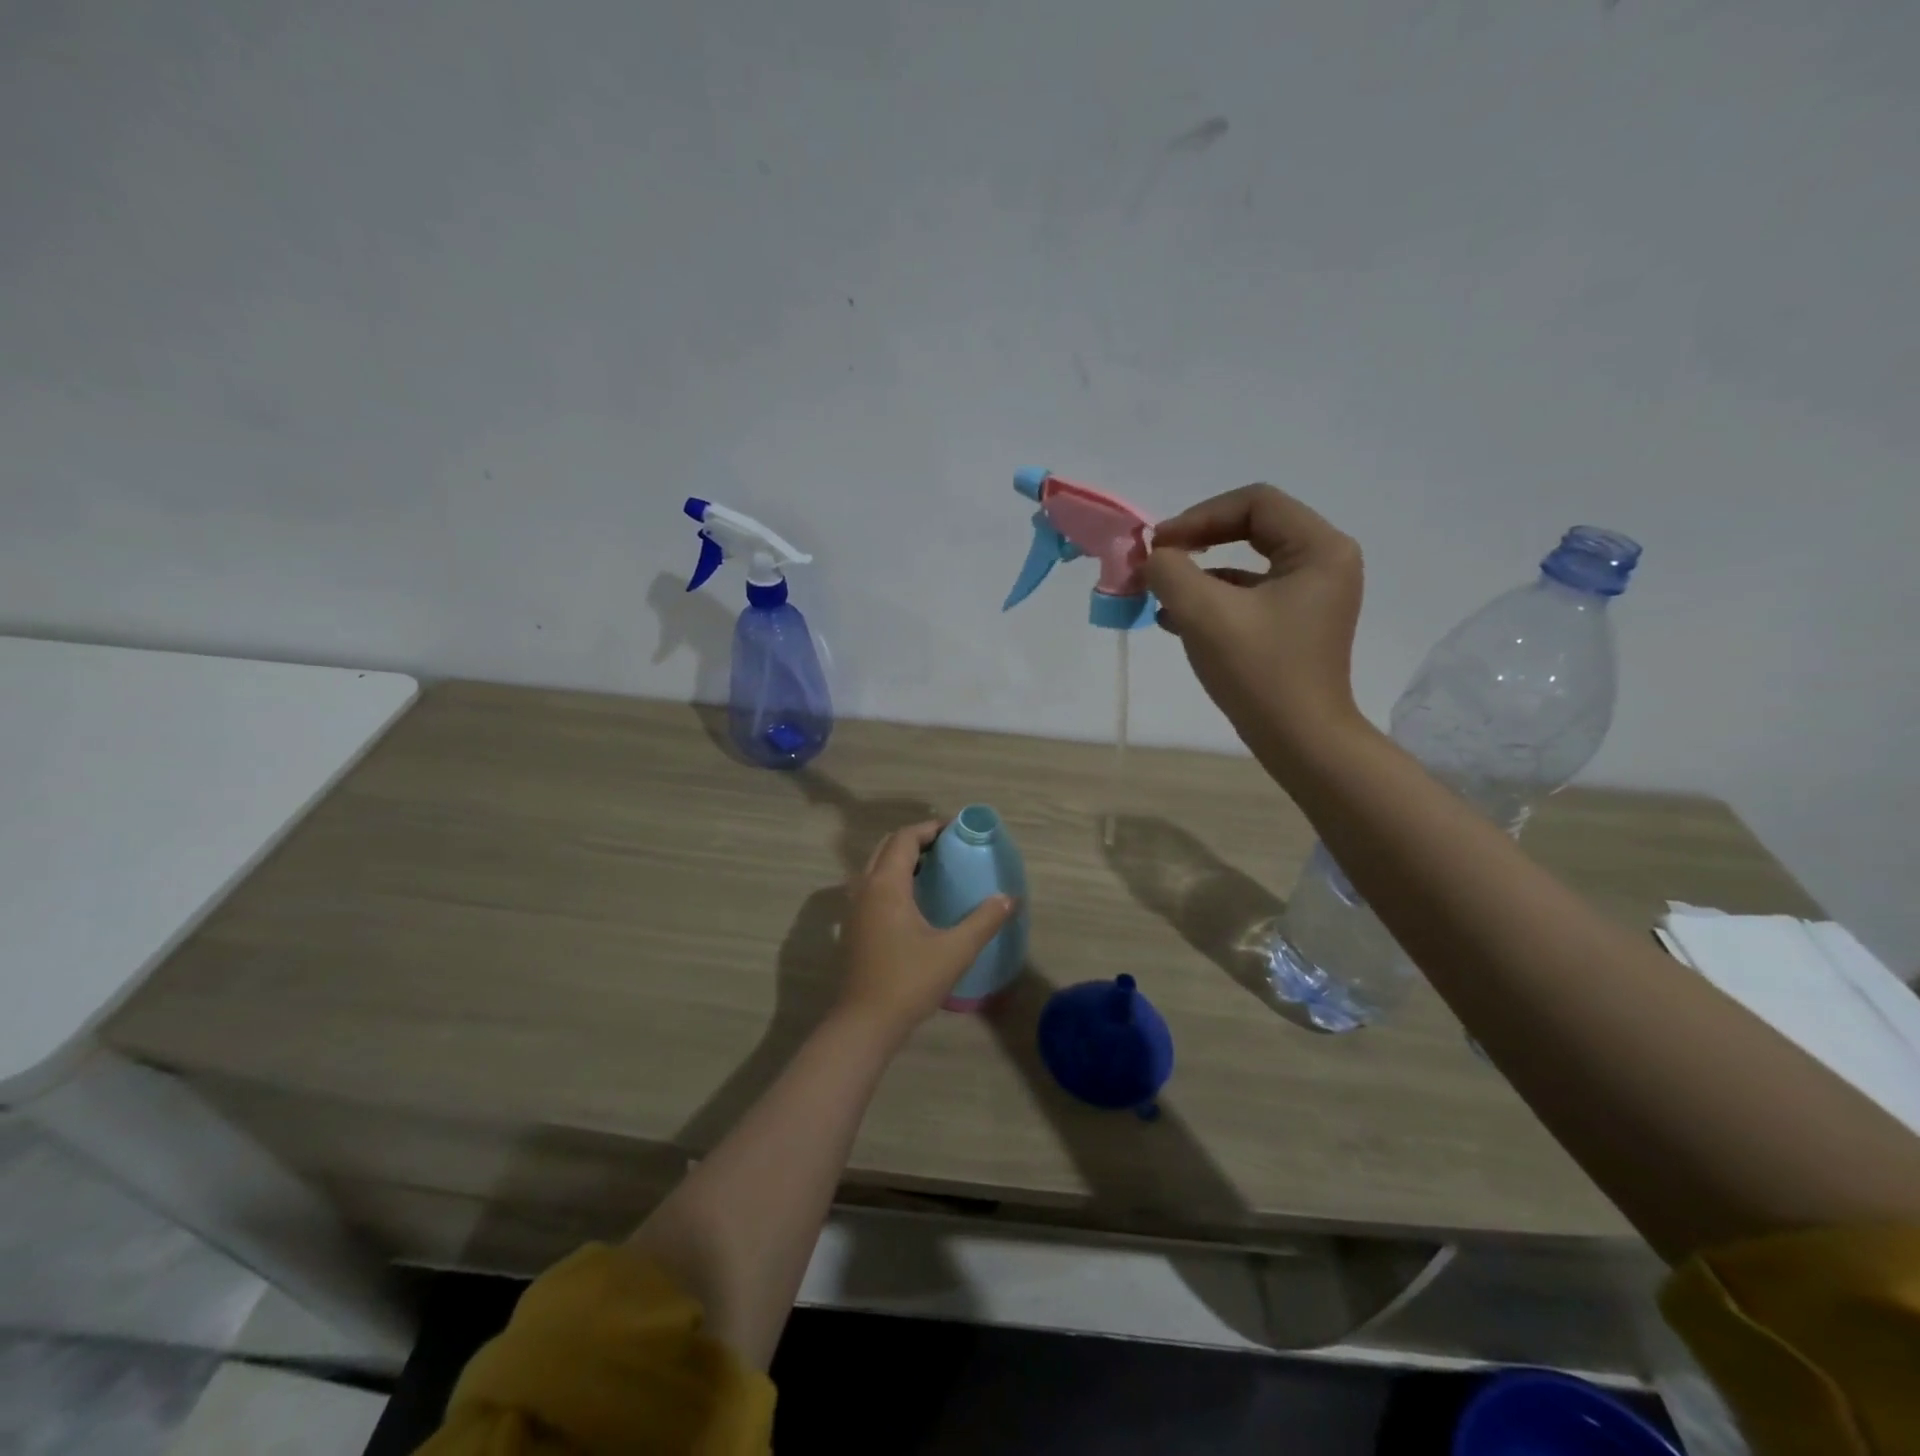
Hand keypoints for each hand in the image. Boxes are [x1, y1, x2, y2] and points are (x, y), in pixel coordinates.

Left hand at [837, 822, 1016, 1039]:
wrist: (865, 1023)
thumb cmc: (909, 981)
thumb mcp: (955, 950)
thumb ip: (984, 920)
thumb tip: (1009, 898)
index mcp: (886, 885)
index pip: (905, 839)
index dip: (930, 828)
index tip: (956, 829)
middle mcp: (865, 889)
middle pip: (887, 847)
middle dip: (916, 840)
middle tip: (947, 846)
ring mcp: (855, 908)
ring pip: (876, 867)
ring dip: (902, 860)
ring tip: (934, 869)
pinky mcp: (854, 927)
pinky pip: (872, 887)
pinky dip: (892, 879)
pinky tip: (915, 900)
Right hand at [1146, 484, 1365, 760]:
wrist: (1299, 742)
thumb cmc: (1259, 672)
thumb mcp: (1205, 614)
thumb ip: (1170, 572)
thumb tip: (1155, 558)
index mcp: (1320, 548)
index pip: (1255, 503)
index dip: (1200, 516)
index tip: (1159, 546)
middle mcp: (1324, 563)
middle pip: (1251, 528)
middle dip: (1197, 544)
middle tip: (1157, 562)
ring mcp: (1312, 595)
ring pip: (1246, 564)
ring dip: (1198, 574)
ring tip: (1157, 595)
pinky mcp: (1295, 623)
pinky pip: (1248, 595)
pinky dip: (1211, 600)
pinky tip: (1173, 620)